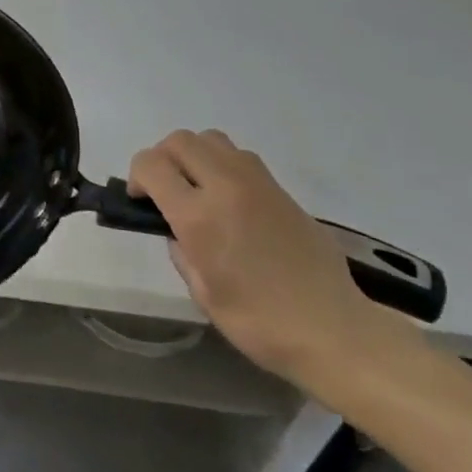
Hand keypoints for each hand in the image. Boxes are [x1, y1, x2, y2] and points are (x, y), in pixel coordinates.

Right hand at [129, 130, 411, 389]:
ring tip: (198, 189)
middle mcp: (227, 187)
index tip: (141, 201)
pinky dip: (223, 166)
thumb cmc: (260, 322)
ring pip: (212, 139)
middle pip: (180, 141)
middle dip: (162, 158)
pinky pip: (241, 158)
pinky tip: (230, 201)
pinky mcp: (283, 190)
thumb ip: (181, 250)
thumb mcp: (202, 293)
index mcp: (199, 216)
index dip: (137, 177)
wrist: (335, 331)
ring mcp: (259, 183)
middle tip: (165, 191)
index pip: (151, 165)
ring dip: (194, 156)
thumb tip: (177, 229)